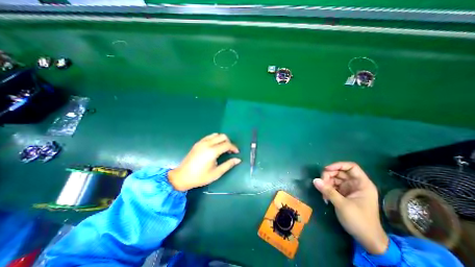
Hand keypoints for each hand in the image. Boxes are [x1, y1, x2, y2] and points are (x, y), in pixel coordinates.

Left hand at [168, 134, 240, 191]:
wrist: (182, 176)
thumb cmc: (200, 177)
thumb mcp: (216, 173)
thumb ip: (228, 165)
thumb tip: (238, 160)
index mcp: (212, 151)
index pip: (227, 144)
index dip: (234, 147)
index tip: (236, 152)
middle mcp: (207, 144)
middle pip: (222, 136)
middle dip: (229, 142)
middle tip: (230, 150)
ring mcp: (201, 142)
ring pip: (216, 135)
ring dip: (222, 139)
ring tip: (223, 148)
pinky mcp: (198, 143)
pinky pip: (209, 136)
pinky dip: (215, 139)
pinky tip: (214, 147)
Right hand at [315, 161, 387, 255]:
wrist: (367, 240)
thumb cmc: (359, 221)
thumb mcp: (342, 205)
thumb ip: (328, 191)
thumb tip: (315, 180)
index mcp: (362, 184)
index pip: (351, 167)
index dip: (338, 165)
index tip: (326, 169)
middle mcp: (355, 184)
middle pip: (339, 172)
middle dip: (328, 176)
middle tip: (321, 184)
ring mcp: (349, 189)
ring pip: (334, 179)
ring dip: (326, 184)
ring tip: (323, 194)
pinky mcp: (343, 194)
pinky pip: (332, 186)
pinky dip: (327, 189)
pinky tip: (324, 197)